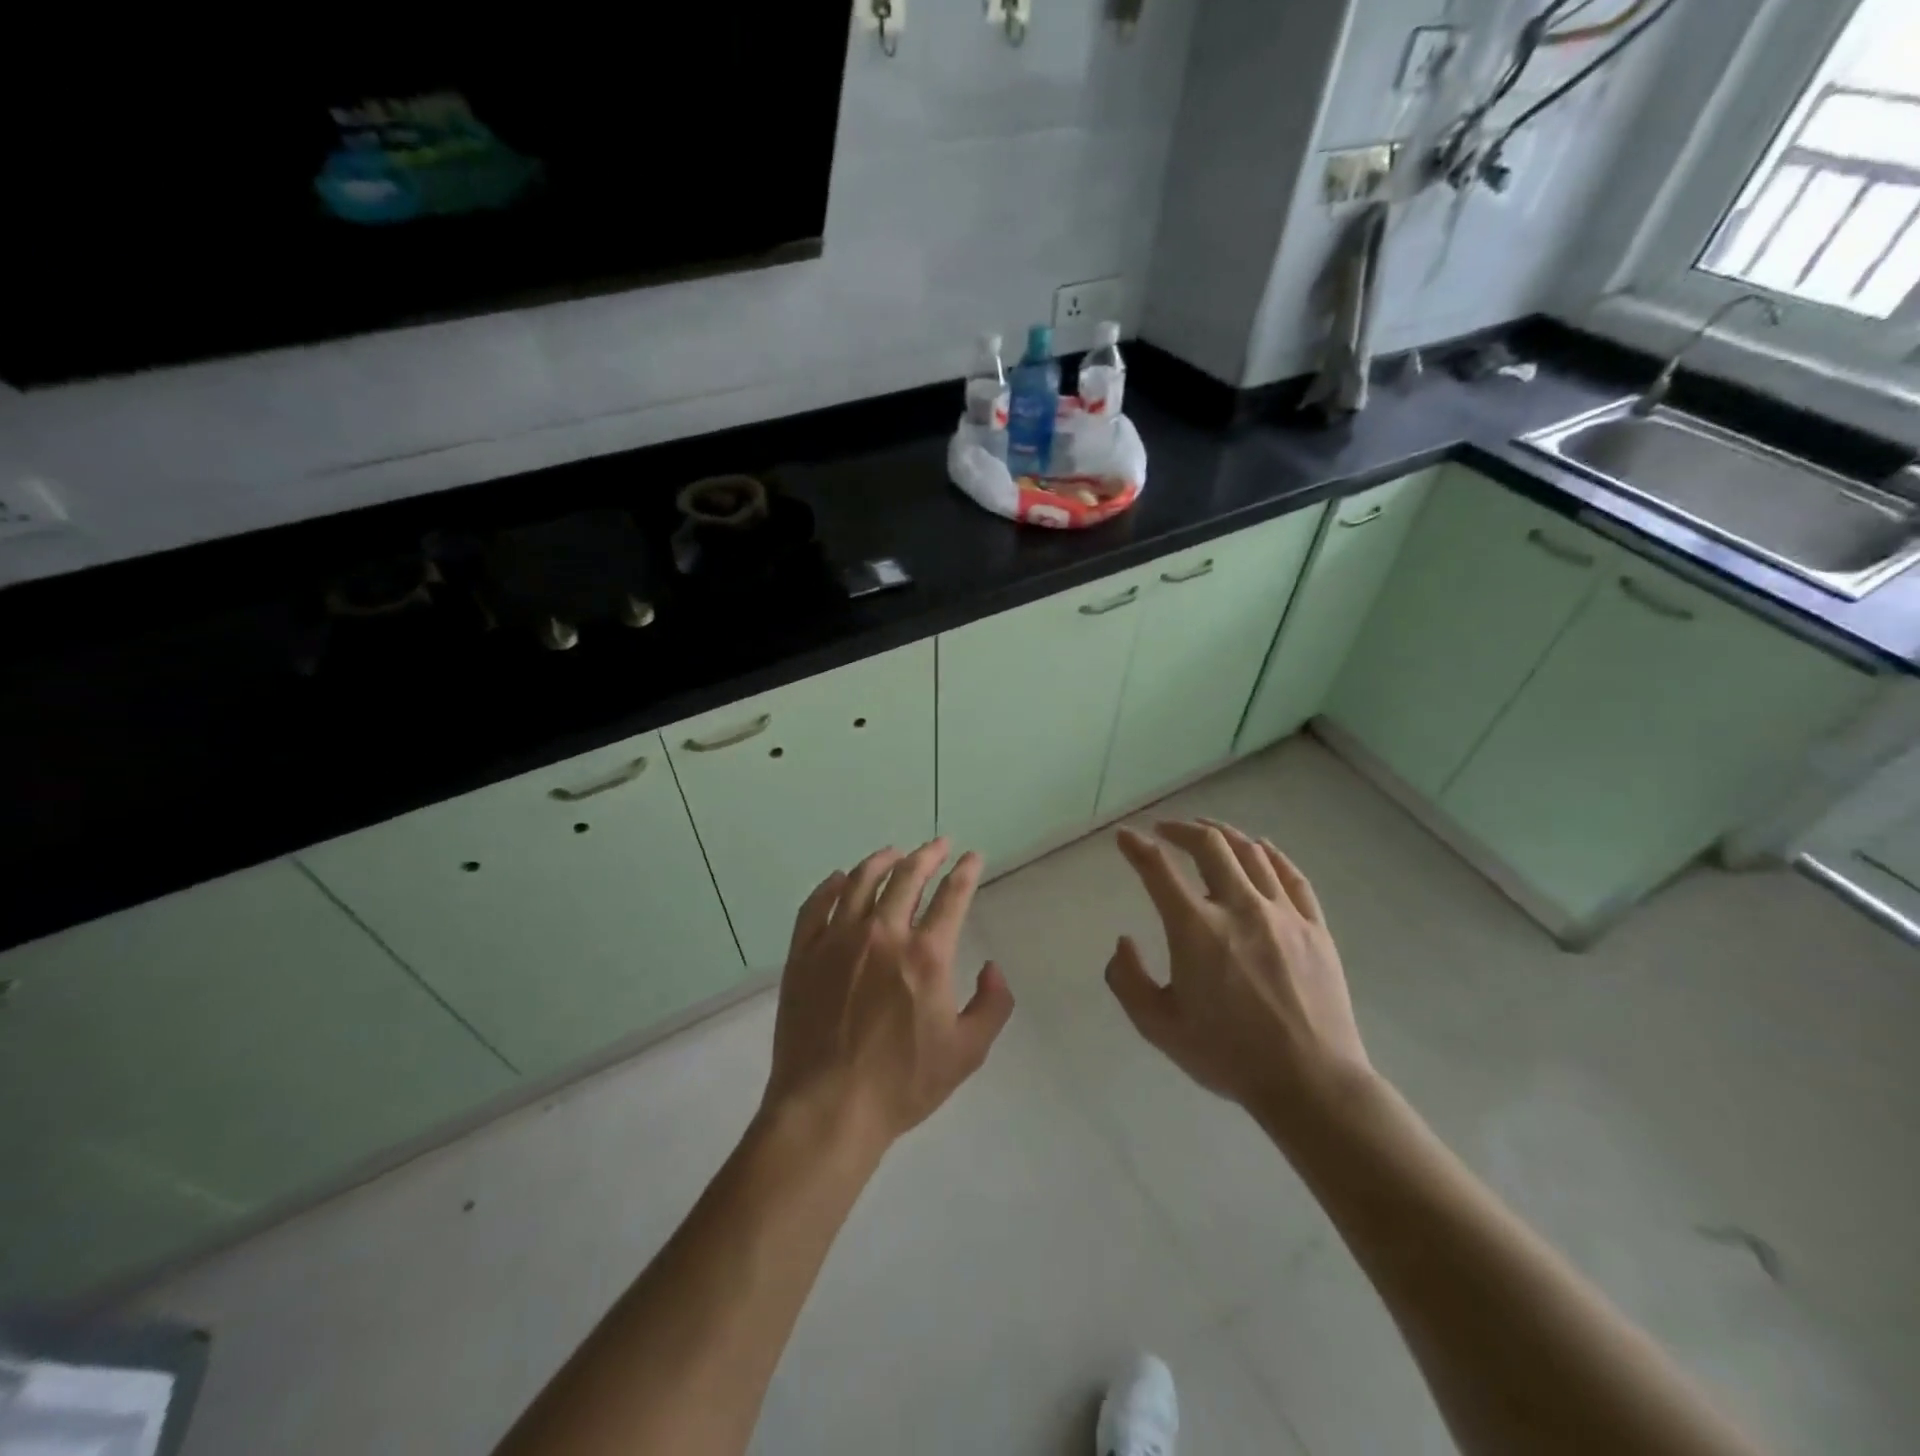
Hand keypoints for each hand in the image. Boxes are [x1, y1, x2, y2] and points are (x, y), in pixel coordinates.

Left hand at [763, 839, 1014, 1149]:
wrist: (828, 1107)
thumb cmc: (902, 1083)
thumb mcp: (967, 1052)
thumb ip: (992, 1005)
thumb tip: (992, 968)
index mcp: (925, 954)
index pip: (951, 896)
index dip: (966, 872)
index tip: (973, 857)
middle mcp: (882, 934)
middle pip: (907, 877)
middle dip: (927, 854)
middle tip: (938, 844)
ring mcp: (837, 940)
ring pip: (861, 882)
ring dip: (882, 861)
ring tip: (893, 852)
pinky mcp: (804, 954)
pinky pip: (816, 906)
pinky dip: (831, 886)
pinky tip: (839, 879)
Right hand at [1107, 818, 1372, 1133]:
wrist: (1311, 1083)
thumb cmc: (1228, 1055)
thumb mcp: (1158, 1027)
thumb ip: (1127, 980)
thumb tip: (1123, 942)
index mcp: (1195, 929)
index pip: (1158, 869)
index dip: (1136, 847)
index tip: (1124, 836)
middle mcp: (1238, 907)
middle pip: (1209, 845)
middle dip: (1181, 829)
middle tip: (1165, 830)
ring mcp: (1282, 914)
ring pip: (1251, 853)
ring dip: (1223, 834)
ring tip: (1207, 831)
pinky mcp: (1315, 927)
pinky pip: (1292, 875)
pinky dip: (1271, 854)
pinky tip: (1260, 848)